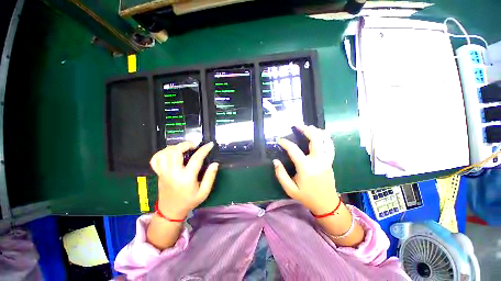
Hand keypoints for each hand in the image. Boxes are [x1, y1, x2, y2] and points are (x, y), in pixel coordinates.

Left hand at [150, 141, 218, 218]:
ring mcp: (164, 172)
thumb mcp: (204, 192)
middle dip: (186, 144)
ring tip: (184, 148)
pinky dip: (162, 152)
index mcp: (186, 178)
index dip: (204, 149)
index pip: (196, 159)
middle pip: (176, 152)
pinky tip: (170, 153)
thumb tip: (215, 164)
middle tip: (194, 145)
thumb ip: (210, 177)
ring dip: (175, 147)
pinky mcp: (159, 173)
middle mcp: (173, 173)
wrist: (170, 211)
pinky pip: (156, 159)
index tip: (210, 145)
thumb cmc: (189, 201)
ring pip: (165, 153)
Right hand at [273, 125, 338, 214]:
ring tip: (309, 126)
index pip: (294, 150)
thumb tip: (275, 161)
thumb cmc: (307, 197)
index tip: (279, 140)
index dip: (285, 143)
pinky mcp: (330, 161)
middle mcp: (318, 161)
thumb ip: (281, 174)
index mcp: (306, 168)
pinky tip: (321, 133)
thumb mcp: (290, 189)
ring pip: (325, 140)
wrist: (327, 204)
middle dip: (305, 130)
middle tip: (297, 125)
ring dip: (317, 131)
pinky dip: (326, 137)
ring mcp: (326, 160)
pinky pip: (330, 146)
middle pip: (314, 139)